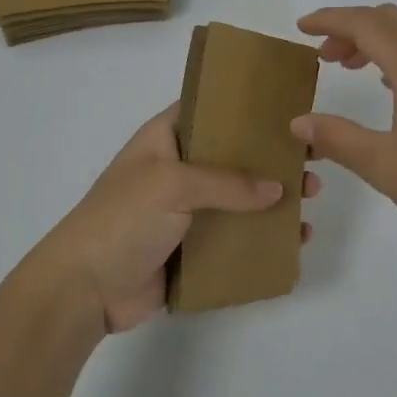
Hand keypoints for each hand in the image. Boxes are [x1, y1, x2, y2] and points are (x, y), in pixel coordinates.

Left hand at [30, 105, 321, 333]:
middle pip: (232, 156)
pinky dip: (263, 237)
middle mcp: (177, 169)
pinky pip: (235, 237)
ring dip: (274, 199)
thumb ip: (227, 183)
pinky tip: (295, 241)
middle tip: (311, 163)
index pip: (209, 110)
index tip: (287, 109)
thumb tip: (278, 189)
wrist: (85, 289)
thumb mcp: (172, 185)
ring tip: (311, 200)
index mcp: (164, 138)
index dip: (245, 108)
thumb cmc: (123, 219)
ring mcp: (185, 211)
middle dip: (271, 159)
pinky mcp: (192, 248)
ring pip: (239, 198)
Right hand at [291, 5, 396, 265]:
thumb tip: (299, 122)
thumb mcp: (386, 167)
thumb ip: (338, 138)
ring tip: (348, 66)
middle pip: (390, 18)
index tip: (301, 28)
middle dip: (351, 26)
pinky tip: (390, 85)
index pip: (366, 23)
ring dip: (377, 38)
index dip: (330, 20)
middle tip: (323, 55)